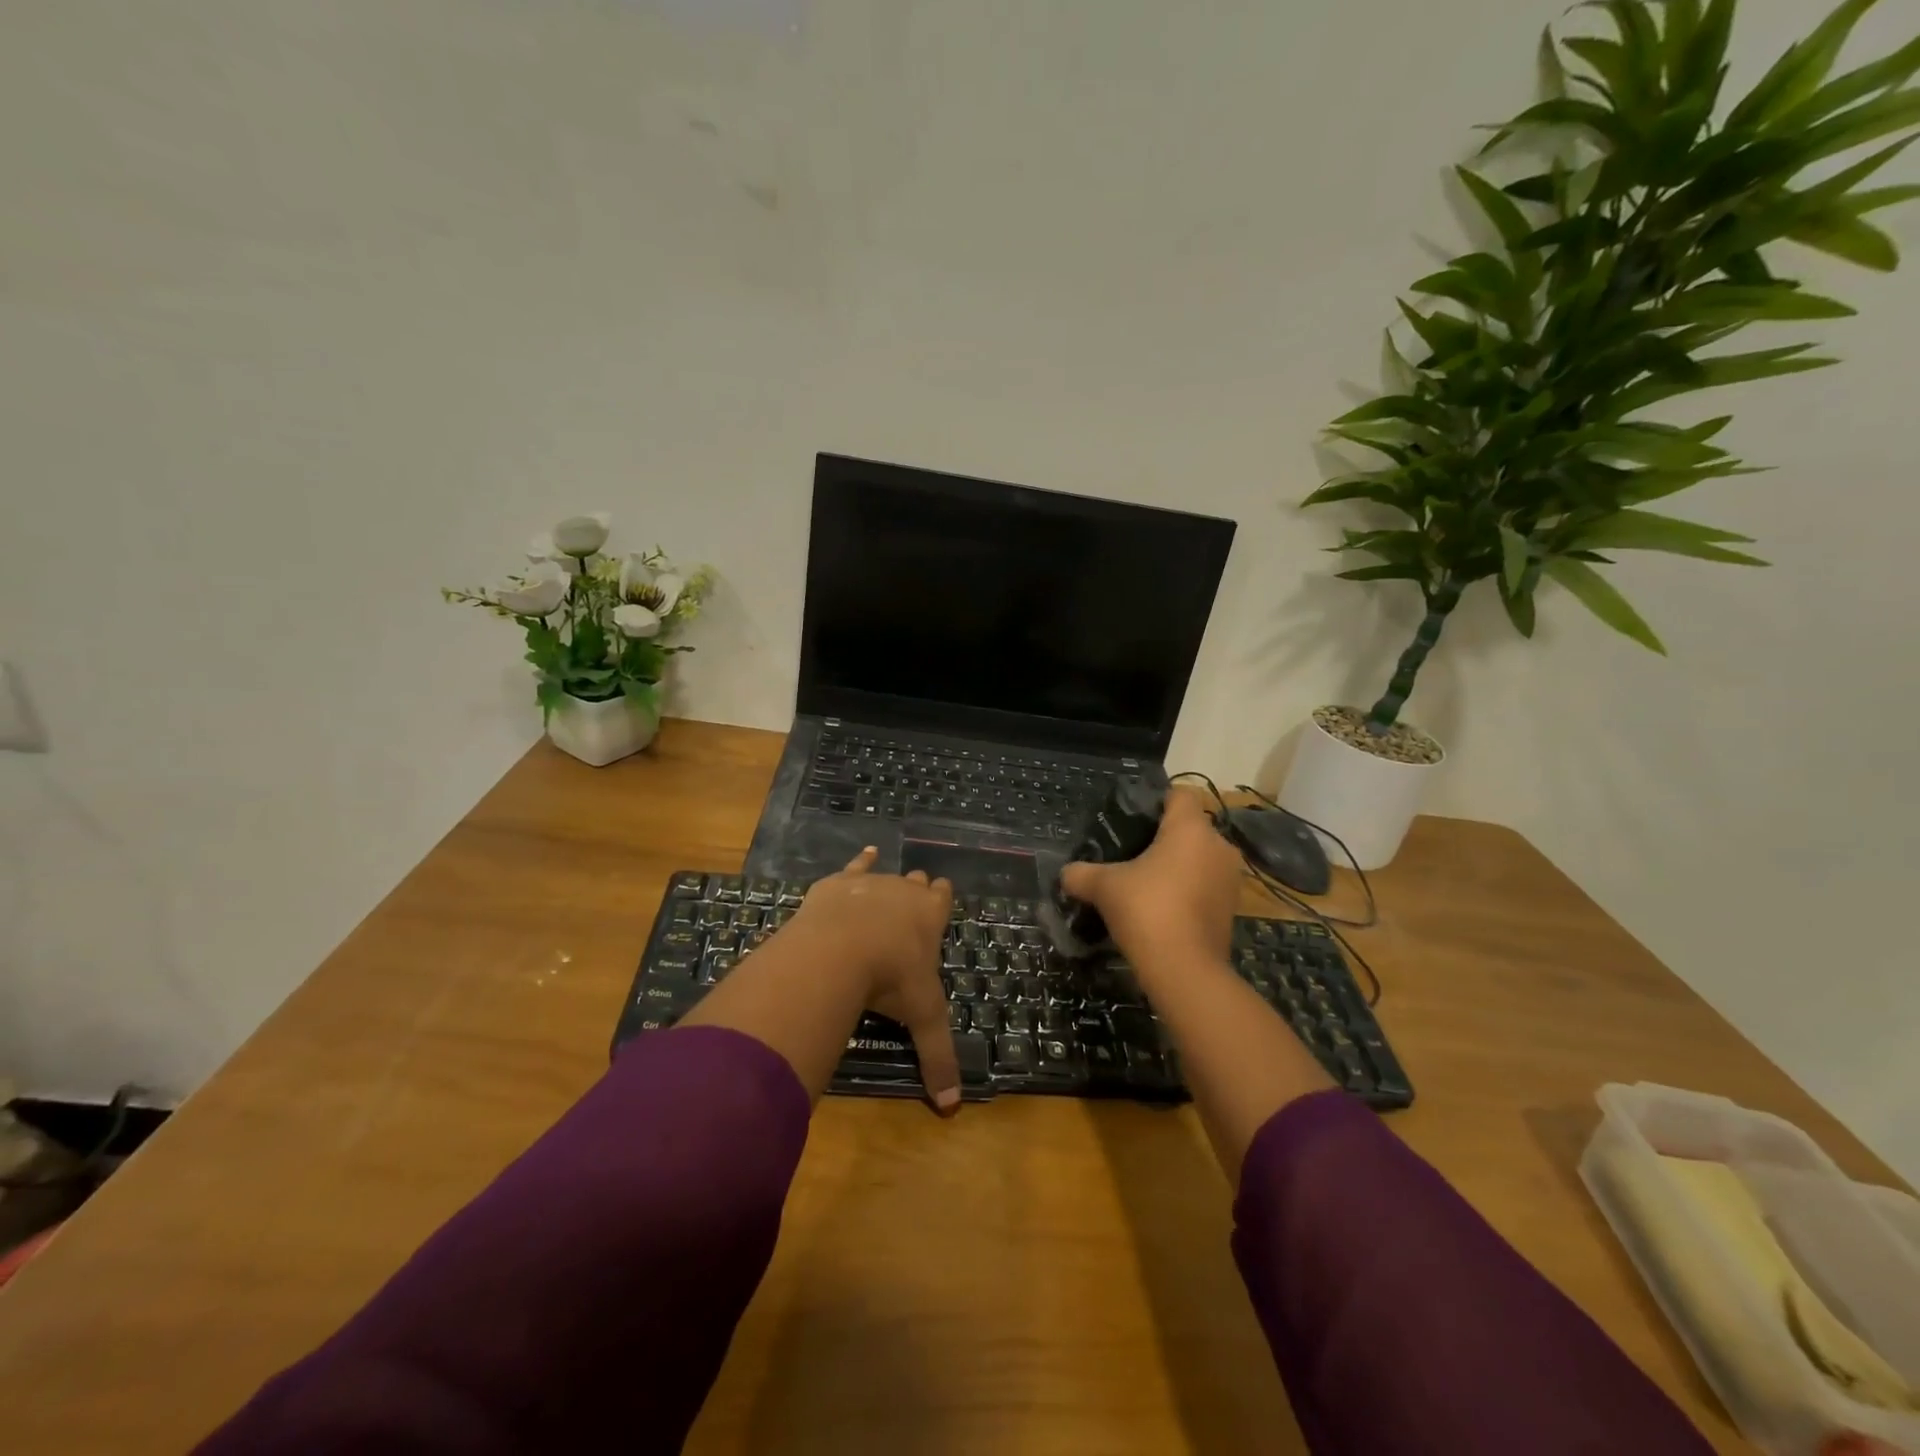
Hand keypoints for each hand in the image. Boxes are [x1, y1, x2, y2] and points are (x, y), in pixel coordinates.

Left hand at [793, 847, 958, 1109]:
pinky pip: (855, 865)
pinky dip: (861, 860)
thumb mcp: (921, 1018)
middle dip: (917, 890)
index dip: (942, 898)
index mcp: (930, 917)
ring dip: (890, 879)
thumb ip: (937, 1058)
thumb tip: (952, 1109)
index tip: (942, 895)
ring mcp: (872, 882)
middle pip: (916, 884)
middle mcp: (905, 891)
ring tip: (892, 881)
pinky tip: (866, 852)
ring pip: (888, 874)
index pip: (943, 898)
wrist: (840, 948)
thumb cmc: (890, 979)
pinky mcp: (839, 881)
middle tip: (914, 900)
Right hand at [1060, 786, 1241, 970]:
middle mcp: (1218, 846)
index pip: (1179, 794)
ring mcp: (1230, 878)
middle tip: (1130, 854)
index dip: (1156, 801)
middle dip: (1163, 838)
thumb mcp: (1104, 887)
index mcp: (1191, 829)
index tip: (1132, 820)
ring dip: (1178, 866)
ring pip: (1200, 857)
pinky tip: (1161, 908)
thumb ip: (1081, 874)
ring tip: (1145, 883)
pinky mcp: (1232, 908)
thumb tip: (1065, 874)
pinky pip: (1206, 885)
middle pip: (1190, 827)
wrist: (1185, 971)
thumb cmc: (1146, 911)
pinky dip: (1188, 890)